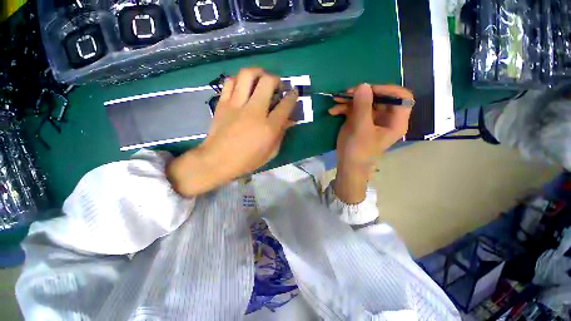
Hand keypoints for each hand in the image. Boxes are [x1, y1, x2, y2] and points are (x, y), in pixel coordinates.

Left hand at [167, 67, 297, 196]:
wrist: (217, 160)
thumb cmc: (247, 160)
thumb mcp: (270, 152)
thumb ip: (281, 134)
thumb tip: (289, 120)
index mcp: (269, 127)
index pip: (285, 105)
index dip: (292, 96)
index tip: (293, 93)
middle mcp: (254, 111)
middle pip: (268, 82)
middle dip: (276, 79)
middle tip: (276, 86)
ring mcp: (237, 105)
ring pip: (247, 75)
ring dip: (257, 72)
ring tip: (260, 79)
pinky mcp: (223, 103)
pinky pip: (230, 82)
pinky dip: (238, 80)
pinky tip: (242, 86)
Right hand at [328, 83, 412, 203]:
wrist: (347, 165)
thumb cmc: (358, 151)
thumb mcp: (361, 129)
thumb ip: (362, 107)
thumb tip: (363, 85)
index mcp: (395, 121)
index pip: (401, 97)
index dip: (387, 90)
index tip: (368, 91)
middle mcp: (386, 117)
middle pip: (380, 97)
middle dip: (362, 94)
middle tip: (346, 93)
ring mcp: (372, 118)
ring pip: (365, 101)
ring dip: (349, 100)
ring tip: (335, 100)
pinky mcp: (360, 120)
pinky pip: (354, 108)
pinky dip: (344, 108)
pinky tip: (333, 111)